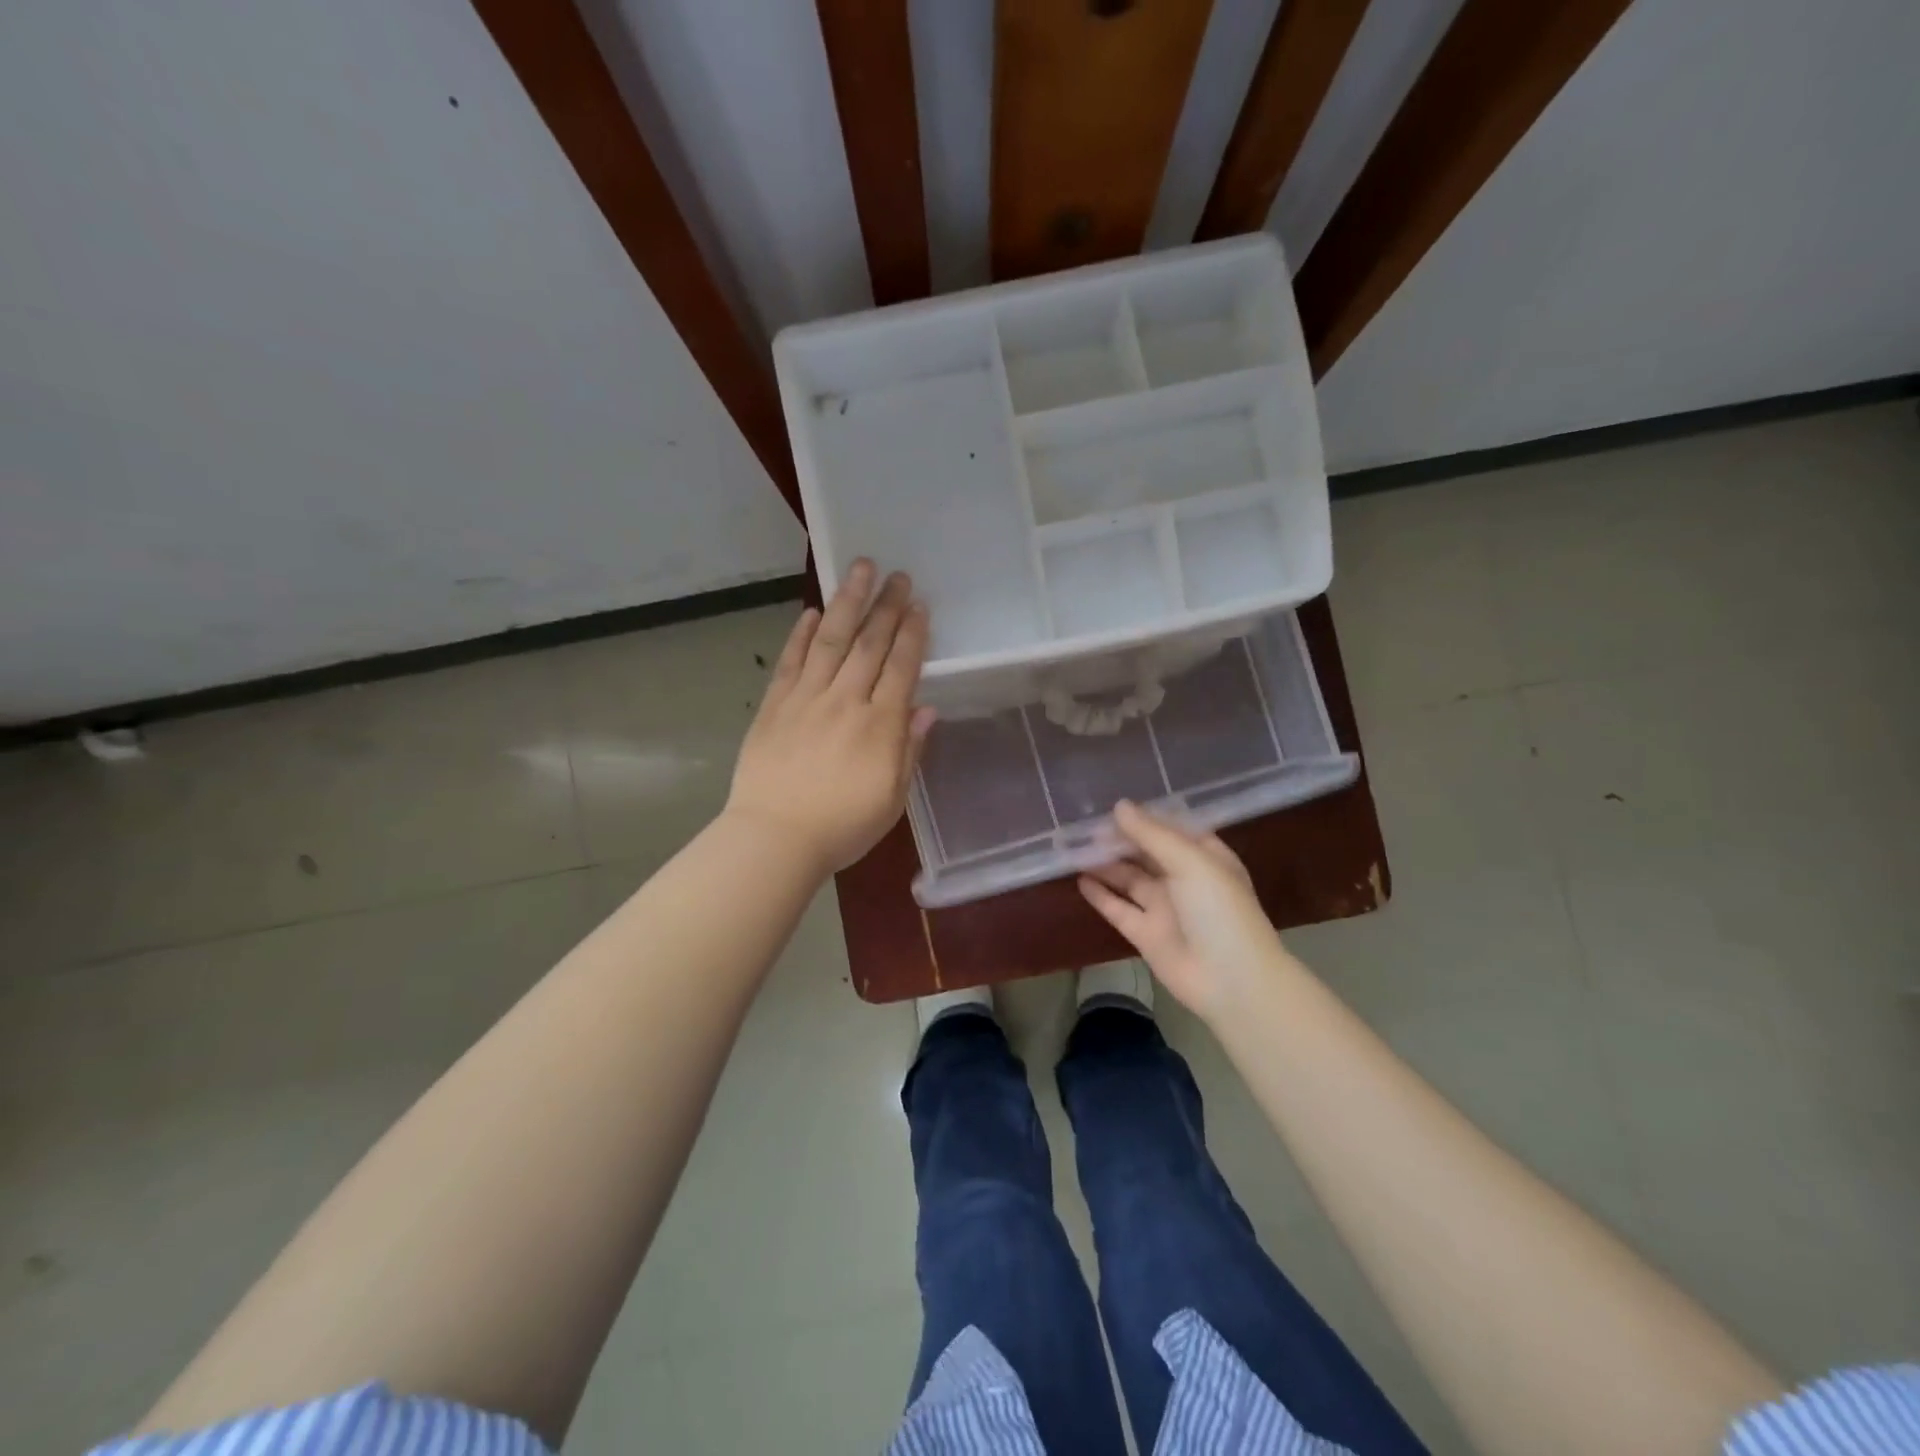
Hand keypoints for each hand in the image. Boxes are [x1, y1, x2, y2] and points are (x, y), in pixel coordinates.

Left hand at [726, 560, 935, 875]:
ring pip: (831, 641)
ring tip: (859, 569)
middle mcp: (845, 701)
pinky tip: (812, 612)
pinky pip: (791, 661)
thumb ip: (909, 750)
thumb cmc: (842, 826)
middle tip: (898, 575)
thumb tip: (927, 709)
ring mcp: (806, 699)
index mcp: (879, 726)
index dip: (912, 635)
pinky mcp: (774, 705)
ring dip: (847, 603)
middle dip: (886, 607)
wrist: (775, 838)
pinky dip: (802, 634)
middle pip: (869, 645)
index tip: (920, 606)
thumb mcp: (891, 798)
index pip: (901, 668)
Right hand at [1078, 800, 1285, 1020]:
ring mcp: (1164, 907)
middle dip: (1119, 839)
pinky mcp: (1145, 934)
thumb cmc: (1219, 910)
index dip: (1143, 817)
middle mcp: (1183, 879)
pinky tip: (1080, 879)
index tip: (1110, 805)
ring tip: (1075, 847)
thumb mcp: (1190, 862)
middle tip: (1084, 826)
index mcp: (1205, 857)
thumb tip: (1119, 806)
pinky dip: (1100, 895)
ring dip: (1105, 864)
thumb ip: (1152, 834)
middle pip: (1146, 852)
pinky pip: (1118, 908)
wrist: (1232, 980)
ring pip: (1129, 878)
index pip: (1170, 829)